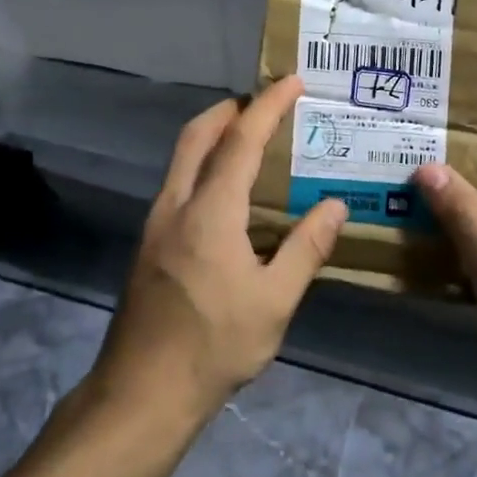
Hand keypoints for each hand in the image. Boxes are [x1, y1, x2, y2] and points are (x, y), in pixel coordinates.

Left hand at [89, 75, 346, 428]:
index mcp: (210, 211)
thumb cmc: (213, 347)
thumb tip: (336, 205)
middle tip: (266, 103)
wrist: (140, 394)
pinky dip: (204, 162)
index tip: (292, 81)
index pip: (241, 140)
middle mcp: (177, 203)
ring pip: (183, 156)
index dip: (268, 105)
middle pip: (199, 134)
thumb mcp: (274, 302)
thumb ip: (307, 248)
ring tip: (251, 138)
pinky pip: (178, 181)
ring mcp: (156, 222)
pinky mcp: (149, 243)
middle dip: (231, 108)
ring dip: (214, 133)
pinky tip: (227, 191)